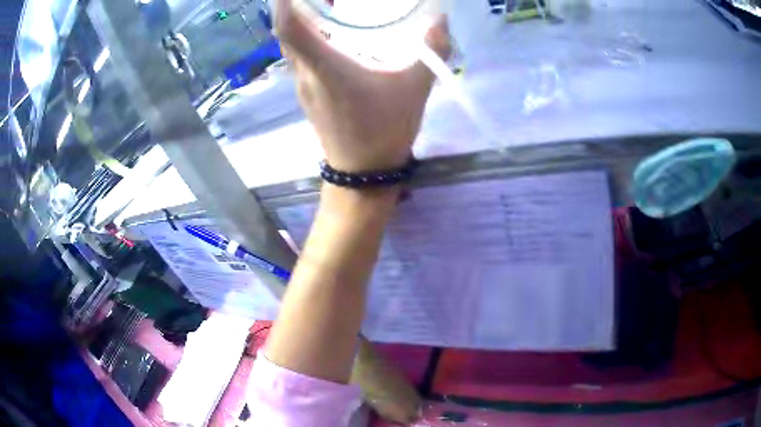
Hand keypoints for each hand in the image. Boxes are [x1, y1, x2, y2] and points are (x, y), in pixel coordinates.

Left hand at [275, 0, 451, 171]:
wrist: (364, 174)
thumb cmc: (386, 131)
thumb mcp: (415, 88)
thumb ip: (431, 51)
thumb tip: (440, 20)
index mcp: (324, 68)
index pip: (288, 27)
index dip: (282, 1)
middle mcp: (305, 73)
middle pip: (286, 31)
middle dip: (293, 4)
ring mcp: (302, 85)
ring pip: (291, 45)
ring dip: (300, 21)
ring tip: (325, 3)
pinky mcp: (308, 93)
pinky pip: (300, 57)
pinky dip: (308, 38)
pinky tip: (331, 32)